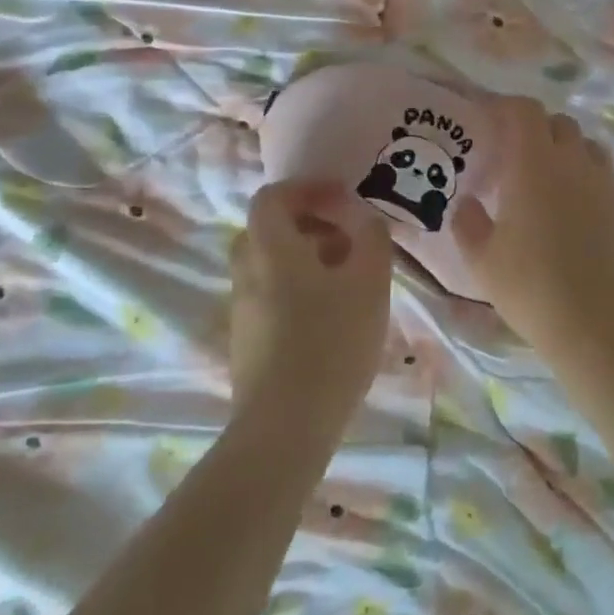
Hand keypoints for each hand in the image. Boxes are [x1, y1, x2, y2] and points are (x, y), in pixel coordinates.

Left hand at [229, 180, 393, 423]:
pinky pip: (270, 295)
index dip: (307, 188)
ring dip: (306, 259)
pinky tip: (331, 317)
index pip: (273, 197)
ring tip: (348, 281)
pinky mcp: (246, 339)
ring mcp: (242, 308)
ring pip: (271, 265)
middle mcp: (246, 271)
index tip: (342, 199)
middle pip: (270, 230)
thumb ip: (371, 238)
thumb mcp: (369, 283)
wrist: (286, 425)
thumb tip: (364, 219)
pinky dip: (298, 288)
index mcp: (270, 248)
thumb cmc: (331, 342)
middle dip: (310, 225)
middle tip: (348, 240)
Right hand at [452, 98, 613, 353]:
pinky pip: (606, 182)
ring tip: (550, 181)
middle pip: (560, 124)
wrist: (604, 327)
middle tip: (516, 154)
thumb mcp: (483, 262)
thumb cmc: (532, 289)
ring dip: (568, 153)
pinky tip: (577, 217)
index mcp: (535, 165)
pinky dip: (588, 185)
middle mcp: (576, 164)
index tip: (489, 118)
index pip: (524, 111)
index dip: (506, 107)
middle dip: (537, 129)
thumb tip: (467, 204)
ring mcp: (608, 187)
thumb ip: (468, 224)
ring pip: (589, 149)